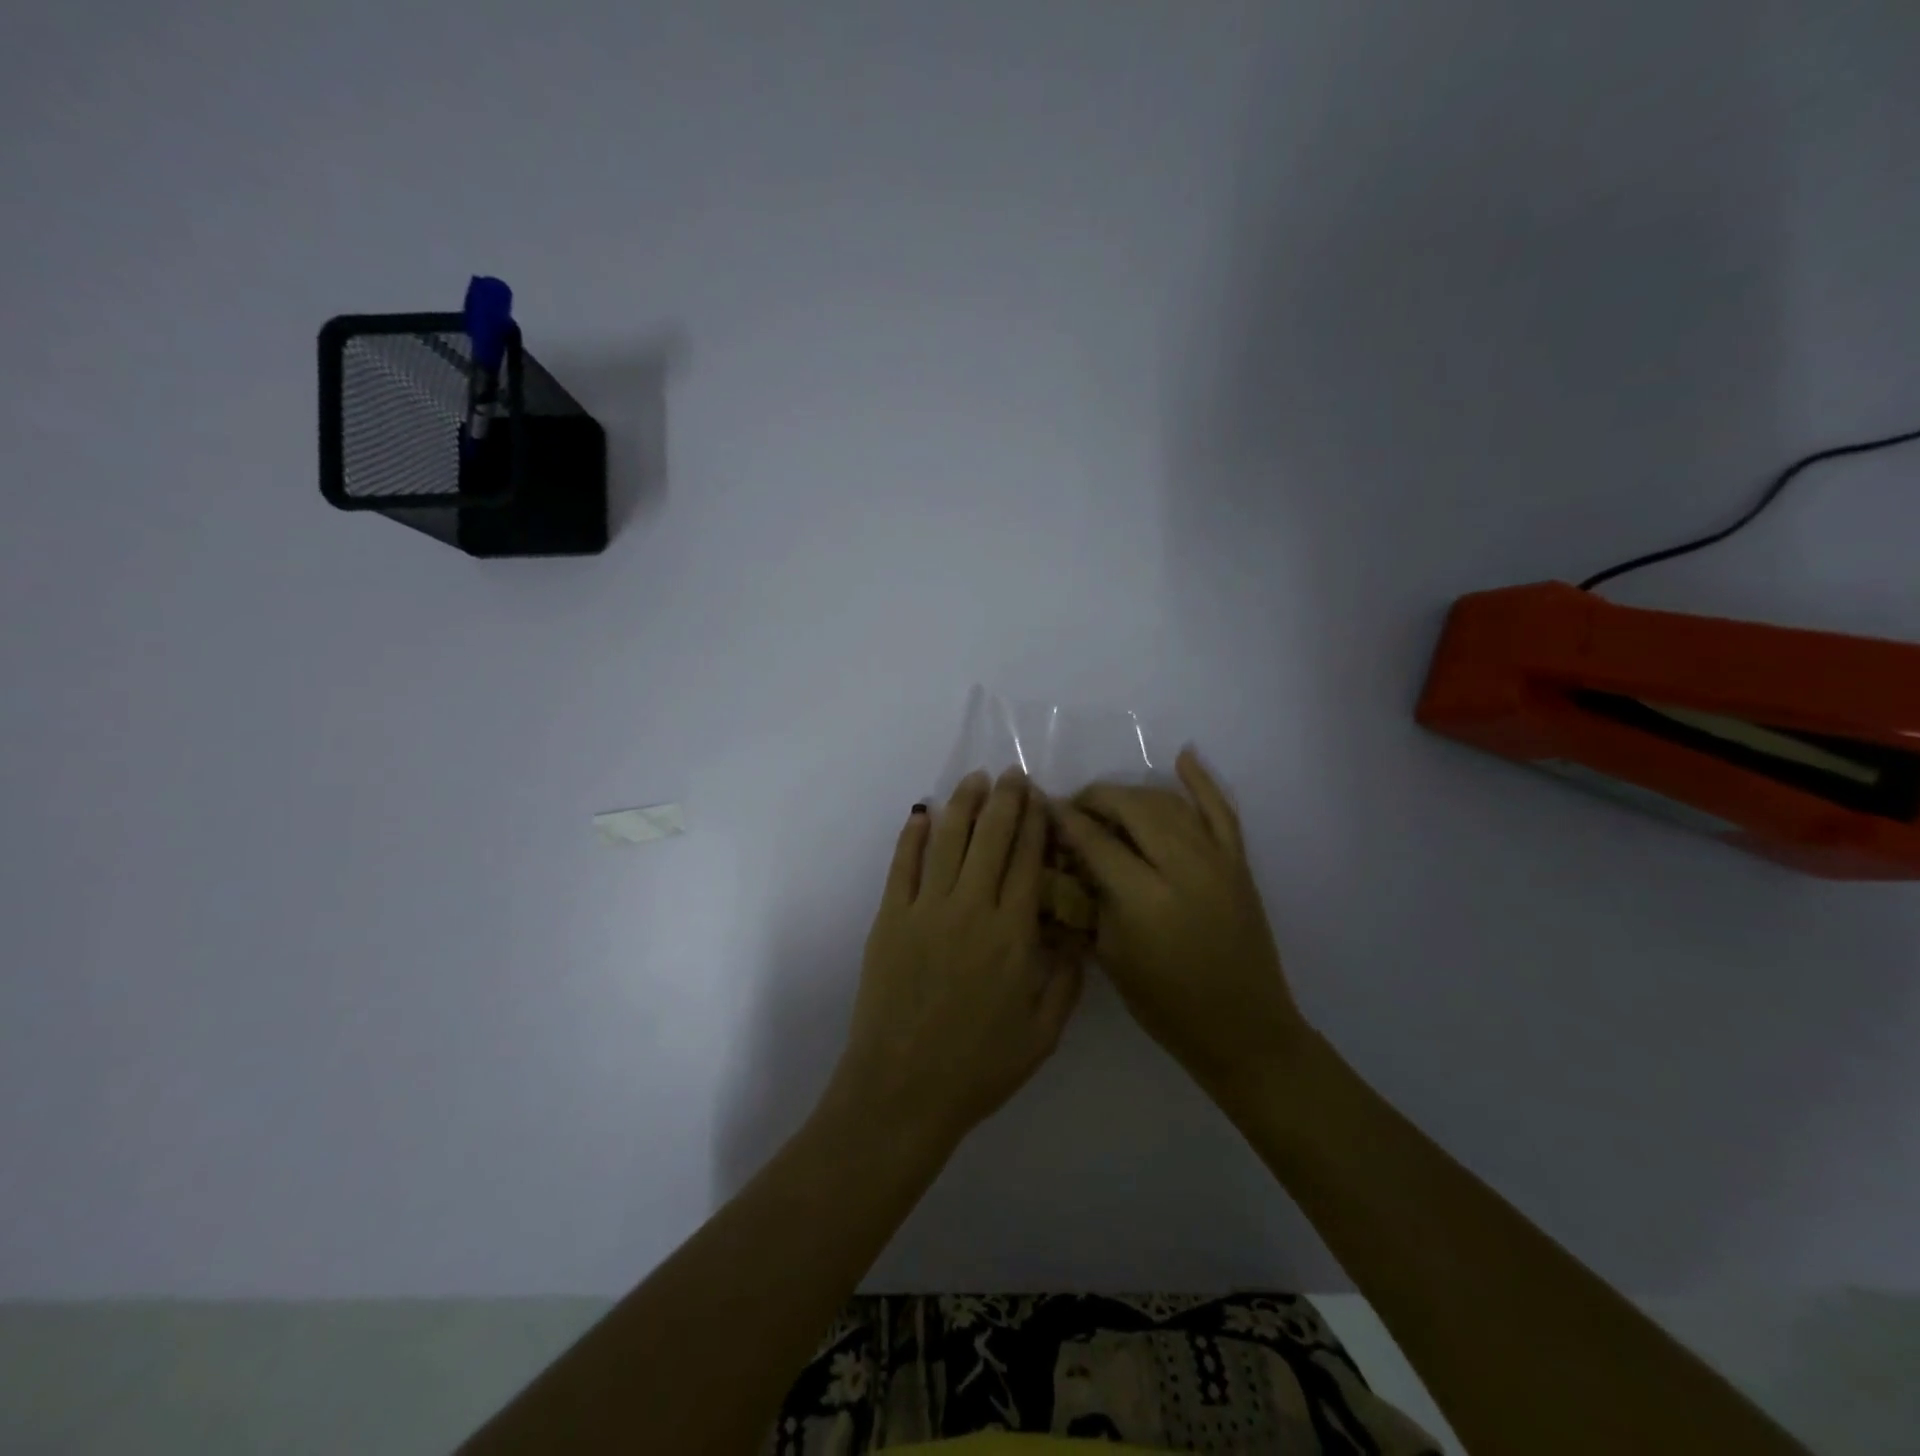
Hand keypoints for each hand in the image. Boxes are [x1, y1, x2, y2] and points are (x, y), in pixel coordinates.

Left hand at [824, 768, 1084, 1153]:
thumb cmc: (979, 1067)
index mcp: (1013, 934)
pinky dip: (911, 835)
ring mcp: (925, 910)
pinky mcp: (890, 919)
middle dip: (1005, 801)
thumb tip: (1076, 933)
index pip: (1028, 861)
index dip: (1035, 824)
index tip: (1040, 798)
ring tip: (975, 779)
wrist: (903, 1090)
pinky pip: (902, 866)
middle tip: (1011, 774)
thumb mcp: (1043, 1034)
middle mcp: (971, 909)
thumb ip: (1066, 979)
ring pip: (948, 841)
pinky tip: (921, 813)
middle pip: (991, 839)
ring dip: (963, 805)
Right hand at [1050, 748, 1307, 1098]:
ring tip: (1107, 803)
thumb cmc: (1166, 1004)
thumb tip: (1064, 858)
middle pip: (1131, 807)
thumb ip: (1087, 898)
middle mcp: (1183, 866)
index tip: (1043, 808)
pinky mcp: (1238, 862)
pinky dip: (1202, 781)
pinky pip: (1221, 809)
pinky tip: (1183, 757)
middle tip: (1073, 809)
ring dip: (1133, 794)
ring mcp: (1217, 860)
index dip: (1065, 820)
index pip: (1095, 840)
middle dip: (1096, 799)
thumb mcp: (1110, 956)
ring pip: (1168, 802)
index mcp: (1144, 898)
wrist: (1242, 1028)